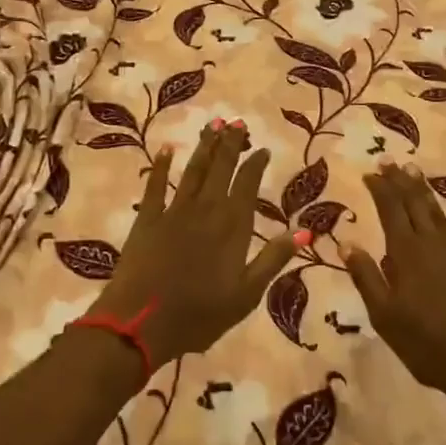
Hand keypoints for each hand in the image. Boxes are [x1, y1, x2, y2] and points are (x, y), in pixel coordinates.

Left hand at [86, 121, 302, 367]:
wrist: (141, 322)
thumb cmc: (200, 315)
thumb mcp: (247, 294)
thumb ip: (273, 259)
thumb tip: (304, 230)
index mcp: (233, 226)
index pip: (247, 184)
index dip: (255, 164)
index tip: (262, 148)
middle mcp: (206, 209)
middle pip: (221, 168)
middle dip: (230, 144)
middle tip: (237, 121)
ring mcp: (174, 211)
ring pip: (193, 171)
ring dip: (204, 147)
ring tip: (213, 124)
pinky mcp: (148, 219)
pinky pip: (156, 186)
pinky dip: (161, 166)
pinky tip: (167, 150)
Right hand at [345, 165, 445, 409]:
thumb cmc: (427, 344)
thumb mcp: (385, 316)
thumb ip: (366, 277)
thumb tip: (345, 242)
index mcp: (406, 254)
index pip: (389, 210)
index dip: (380, 189)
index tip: (370, 172)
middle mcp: (432, 243)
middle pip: (414, 204)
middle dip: (400, 181)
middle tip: (389, 161)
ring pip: (439, 212)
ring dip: (425, 191)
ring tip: (415, 171)